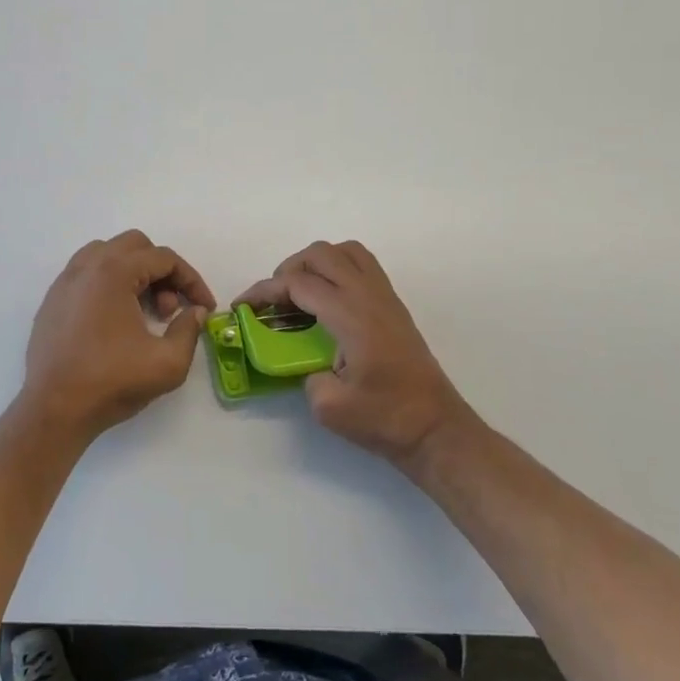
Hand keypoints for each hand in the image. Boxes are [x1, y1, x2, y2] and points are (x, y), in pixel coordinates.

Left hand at [21, 231, 214, 442]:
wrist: (54, 410)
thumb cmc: (111, 382)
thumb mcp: (168, 363)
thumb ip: (189, 330)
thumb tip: (195, 312)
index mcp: (114, 272)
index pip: (164, 258)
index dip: (191, 280)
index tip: (204, 306)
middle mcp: (86, 267)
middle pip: (135, 246)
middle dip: (161, 272)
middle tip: (169, 310)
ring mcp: (65, 282)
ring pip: (107, 254)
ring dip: (134, 273)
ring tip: (143, 311)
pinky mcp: (52, 300)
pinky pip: (86, 273)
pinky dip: (108, 283)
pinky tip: (115, 319)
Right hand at [237, 241, 471, 464]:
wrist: (436, 429)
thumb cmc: (386, 418)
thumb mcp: (330, 407)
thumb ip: (306, 377)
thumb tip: (306, 363)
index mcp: (351, 316)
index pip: (299, 284)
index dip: (264, 291)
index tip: (243, 306)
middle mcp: (368, 296)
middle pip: (321, 254)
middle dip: (288, 269)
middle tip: (274, 300)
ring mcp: (385, 297)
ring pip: (345, 251)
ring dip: (316, 263)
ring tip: (301, 293)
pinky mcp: (394, 305)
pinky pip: (362, 265)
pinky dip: (337, 270)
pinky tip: (328, 302)